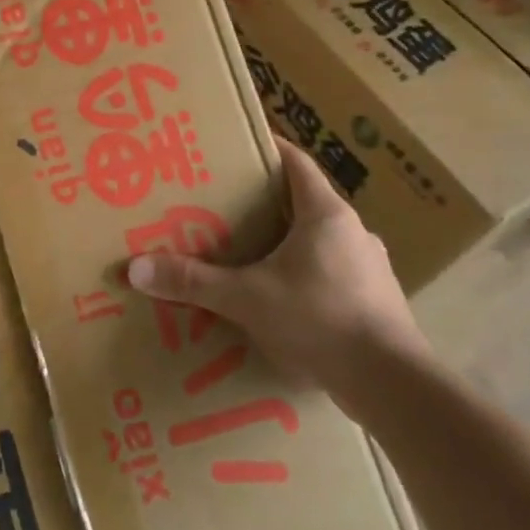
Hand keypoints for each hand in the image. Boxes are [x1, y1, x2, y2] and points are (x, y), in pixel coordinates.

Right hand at [123, 136, 427, 421]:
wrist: (392, 383)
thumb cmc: (320, 319)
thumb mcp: (248, 298)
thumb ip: (194, 282)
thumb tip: (136, 269)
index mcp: (326, 214)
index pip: (296, 163)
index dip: (268, 149)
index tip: (237, 146)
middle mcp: (352, 231)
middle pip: (305, 201)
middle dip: (267, 201)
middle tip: (227, 204)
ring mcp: (369, 266)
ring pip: (320, 240)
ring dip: (288, 242)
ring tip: (250, 253)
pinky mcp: (375, 300)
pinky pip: (332, 273)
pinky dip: (306, 275)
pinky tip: (283, 300)